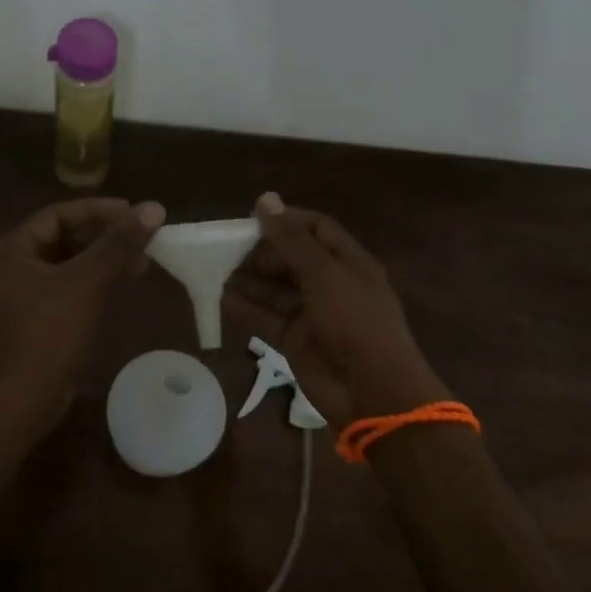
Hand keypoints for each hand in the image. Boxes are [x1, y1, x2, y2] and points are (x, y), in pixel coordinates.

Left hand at [0, 197, 165, 389]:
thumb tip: (154, 208)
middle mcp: (9, 265)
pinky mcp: (33, 316)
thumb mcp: (88, 281)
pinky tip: (122, 279)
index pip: (58, 214)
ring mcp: (19, 293)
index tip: (134, 213)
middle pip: (63, 236)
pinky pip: (67, 284)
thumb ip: (119, 243)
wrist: (27, 398)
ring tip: (141, 259)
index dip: (99, 210)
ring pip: (68, 261)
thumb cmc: (52, 332)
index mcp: (10, 249)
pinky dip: (94, 279)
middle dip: (105, 236)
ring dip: (103, 257)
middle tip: (142, 237)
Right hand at [225, 192, 446, 424]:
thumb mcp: (324, 274)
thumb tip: (265, 199)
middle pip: (292, 258)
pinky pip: (267, 319)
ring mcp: (313, 314)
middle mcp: (330, 284)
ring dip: (249, 280)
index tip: (252, 219)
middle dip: (262, 252)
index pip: (316, 228)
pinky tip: (222, 300)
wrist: (373, 392)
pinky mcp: (296, 341)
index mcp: (348, 261)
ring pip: (276, 289)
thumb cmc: (355, 322)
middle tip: (230, 250)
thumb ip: (291, 240)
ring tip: (217, 272)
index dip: (286, 220)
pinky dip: (246, 309)